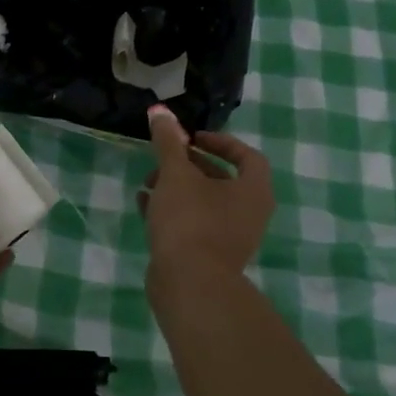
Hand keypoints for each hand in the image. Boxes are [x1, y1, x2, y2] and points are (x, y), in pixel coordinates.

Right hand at [140, 105, 275, 295]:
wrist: (190, 286)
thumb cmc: (191, 221)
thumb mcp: (176, 174)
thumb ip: (168, 141)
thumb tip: (160, 110)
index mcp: (253, 191)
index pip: (247, 156)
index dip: (220, 141)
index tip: (190, 138)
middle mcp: (248, 214)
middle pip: (221, 179)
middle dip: (188, 165)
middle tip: (163, 159)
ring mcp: (229, 238)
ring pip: (203, 203)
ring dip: (176, 188)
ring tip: (146, 184)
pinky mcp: (207, 257)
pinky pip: (191, 225)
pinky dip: (170, 211)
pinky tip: (143, 204)